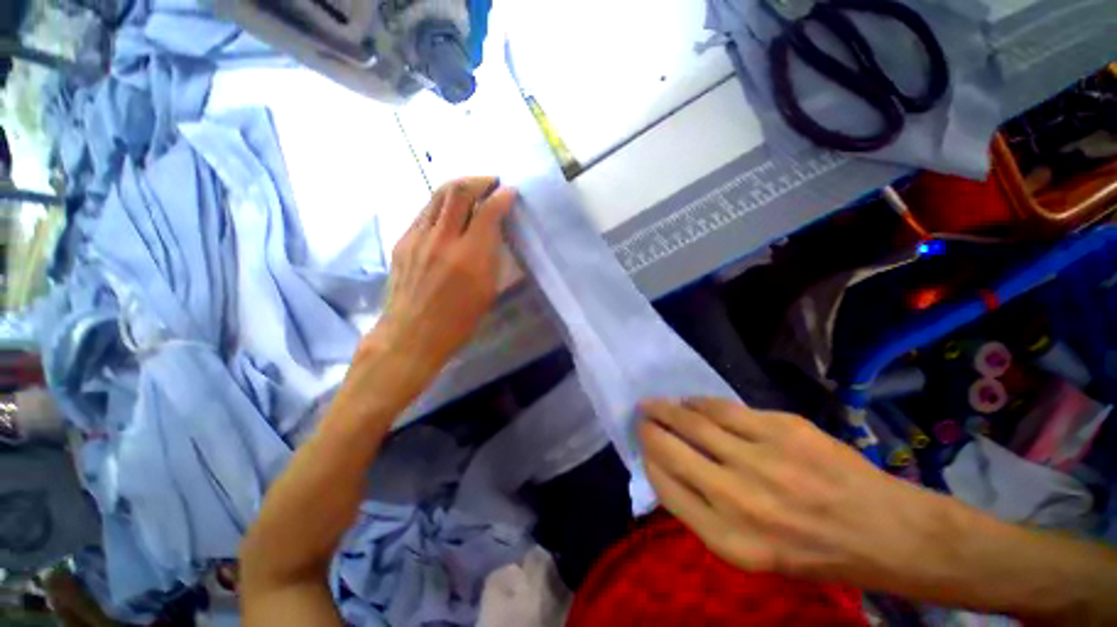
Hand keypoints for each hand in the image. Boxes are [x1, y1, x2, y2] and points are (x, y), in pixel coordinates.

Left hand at [366, 176, 515, 372]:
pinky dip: (442, 205)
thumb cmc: (458, 321)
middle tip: (491, 182)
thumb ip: (492, 258)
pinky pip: (425, 212)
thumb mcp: (487, 292)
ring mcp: (418, 237)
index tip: (511, 192)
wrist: (411, 334)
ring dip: (459, 187)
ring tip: (472, 189)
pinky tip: (451, 213)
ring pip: (438, 196)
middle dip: (479, 180)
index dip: (502, 197)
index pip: (488, 212)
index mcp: (470, 257)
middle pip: (458, 191)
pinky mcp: (403, 241)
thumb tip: (494, 233)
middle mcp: (443, 239)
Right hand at [639, 398, 945, 586]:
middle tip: (641, 415)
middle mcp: (740, 499)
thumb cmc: (813, 552)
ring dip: (668, 409)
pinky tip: (692, 402)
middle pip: (672, 449)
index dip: (648, 459)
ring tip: (656, 403)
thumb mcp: (751, 554)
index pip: (665, 487)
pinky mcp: (782, 429)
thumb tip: (667, 470)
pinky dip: (700, 403)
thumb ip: (704, 514)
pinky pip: (724, 409)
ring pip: (694, 422)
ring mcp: (763, 459)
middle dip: (649, 428)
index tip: (643, 445)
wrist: (884, 530)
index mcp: (730, 540)